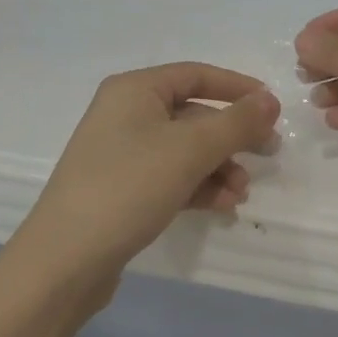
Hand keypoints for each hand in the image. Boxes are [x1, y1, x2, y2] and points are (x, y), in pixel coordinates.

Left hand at [16, 63, 281, 296]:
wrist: (64, 261)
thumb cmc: (128, 187)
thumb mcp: (190, 150)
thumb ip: (236, 123)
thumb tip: (271, 100)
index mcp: (135, 90)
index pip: (196, 75)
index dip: (237, 88)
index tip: (273, 108)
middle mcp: (126, 114)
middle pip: (193, 114)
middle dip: (232, 136)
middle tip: (268, 154)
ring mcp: (122, 153)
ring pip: (185, 149)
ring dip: (219, 167)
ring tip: (241, 192)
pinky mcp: (122, 188)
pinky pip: (171, 176)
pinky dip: (199, 186)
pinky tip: (222, 206)